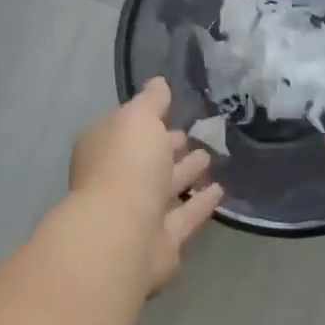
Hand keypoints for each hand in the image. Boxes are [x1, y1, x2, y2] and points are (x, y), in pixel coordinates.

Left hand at [70, 78, 225, 290]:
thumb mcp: (138, 118)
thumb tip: (159, 83)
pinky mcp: (161, 242)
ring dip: (185, 173)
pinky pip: (184, 217)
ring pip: (164, 189)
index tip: (172, 111)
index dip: (147, 121)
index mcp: (103, 150)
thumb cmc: (126, 165)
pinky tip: (220, 190)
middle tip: (193, 135)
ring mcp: (137, 214)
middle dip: (167, 147)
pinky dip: (199, 204)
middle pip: (145, 160)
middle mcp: (117, 181)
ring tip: (209, 157)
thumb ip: (151, 101)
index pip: (125, 130)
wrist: (123, 234)